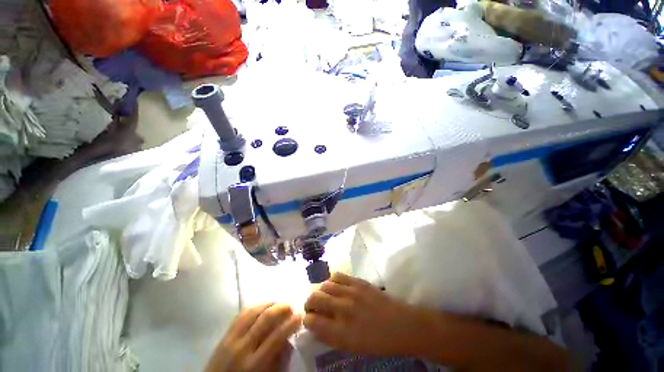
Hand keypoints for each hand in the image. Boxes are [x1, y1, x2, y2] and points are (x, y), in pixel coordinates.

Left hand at [205, 303, 301, 371]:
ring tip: (278, 304)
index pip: (277, 336)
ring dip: (269, 304)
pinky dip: (255, 306)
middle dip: (281, 308)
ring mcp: (231, 339)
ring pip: (253, 311)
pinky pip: (242, 314)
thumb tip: (289, 338)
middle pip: (265, 319)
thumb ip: (279, 360)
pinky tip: (263, 306)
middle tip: (291, 306)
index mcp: (255, 364)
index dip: (291, 323)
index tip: (300, 315)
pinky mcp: (224, 335)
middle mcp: (242, 348)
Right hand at [303, 272, 422, 356]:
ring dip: (320, 291)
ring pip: (324, 285)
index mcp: (340, 332)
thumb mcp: (351, 347)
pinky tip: (335, 286)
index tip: (308, 319)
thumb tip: (314, 325)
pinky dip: (332, 281)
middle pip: (314, 298)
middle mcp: (343, 309)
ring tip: (324, 296)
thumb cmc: (377, 342)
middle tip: (313, 307)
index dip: (306, 319)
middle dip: (309, 302)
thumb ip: (329, 336)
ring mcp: (351, 292)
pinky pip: (338, 275)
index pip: (311, 320)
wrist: (401, 325)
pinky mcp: (358, 281)